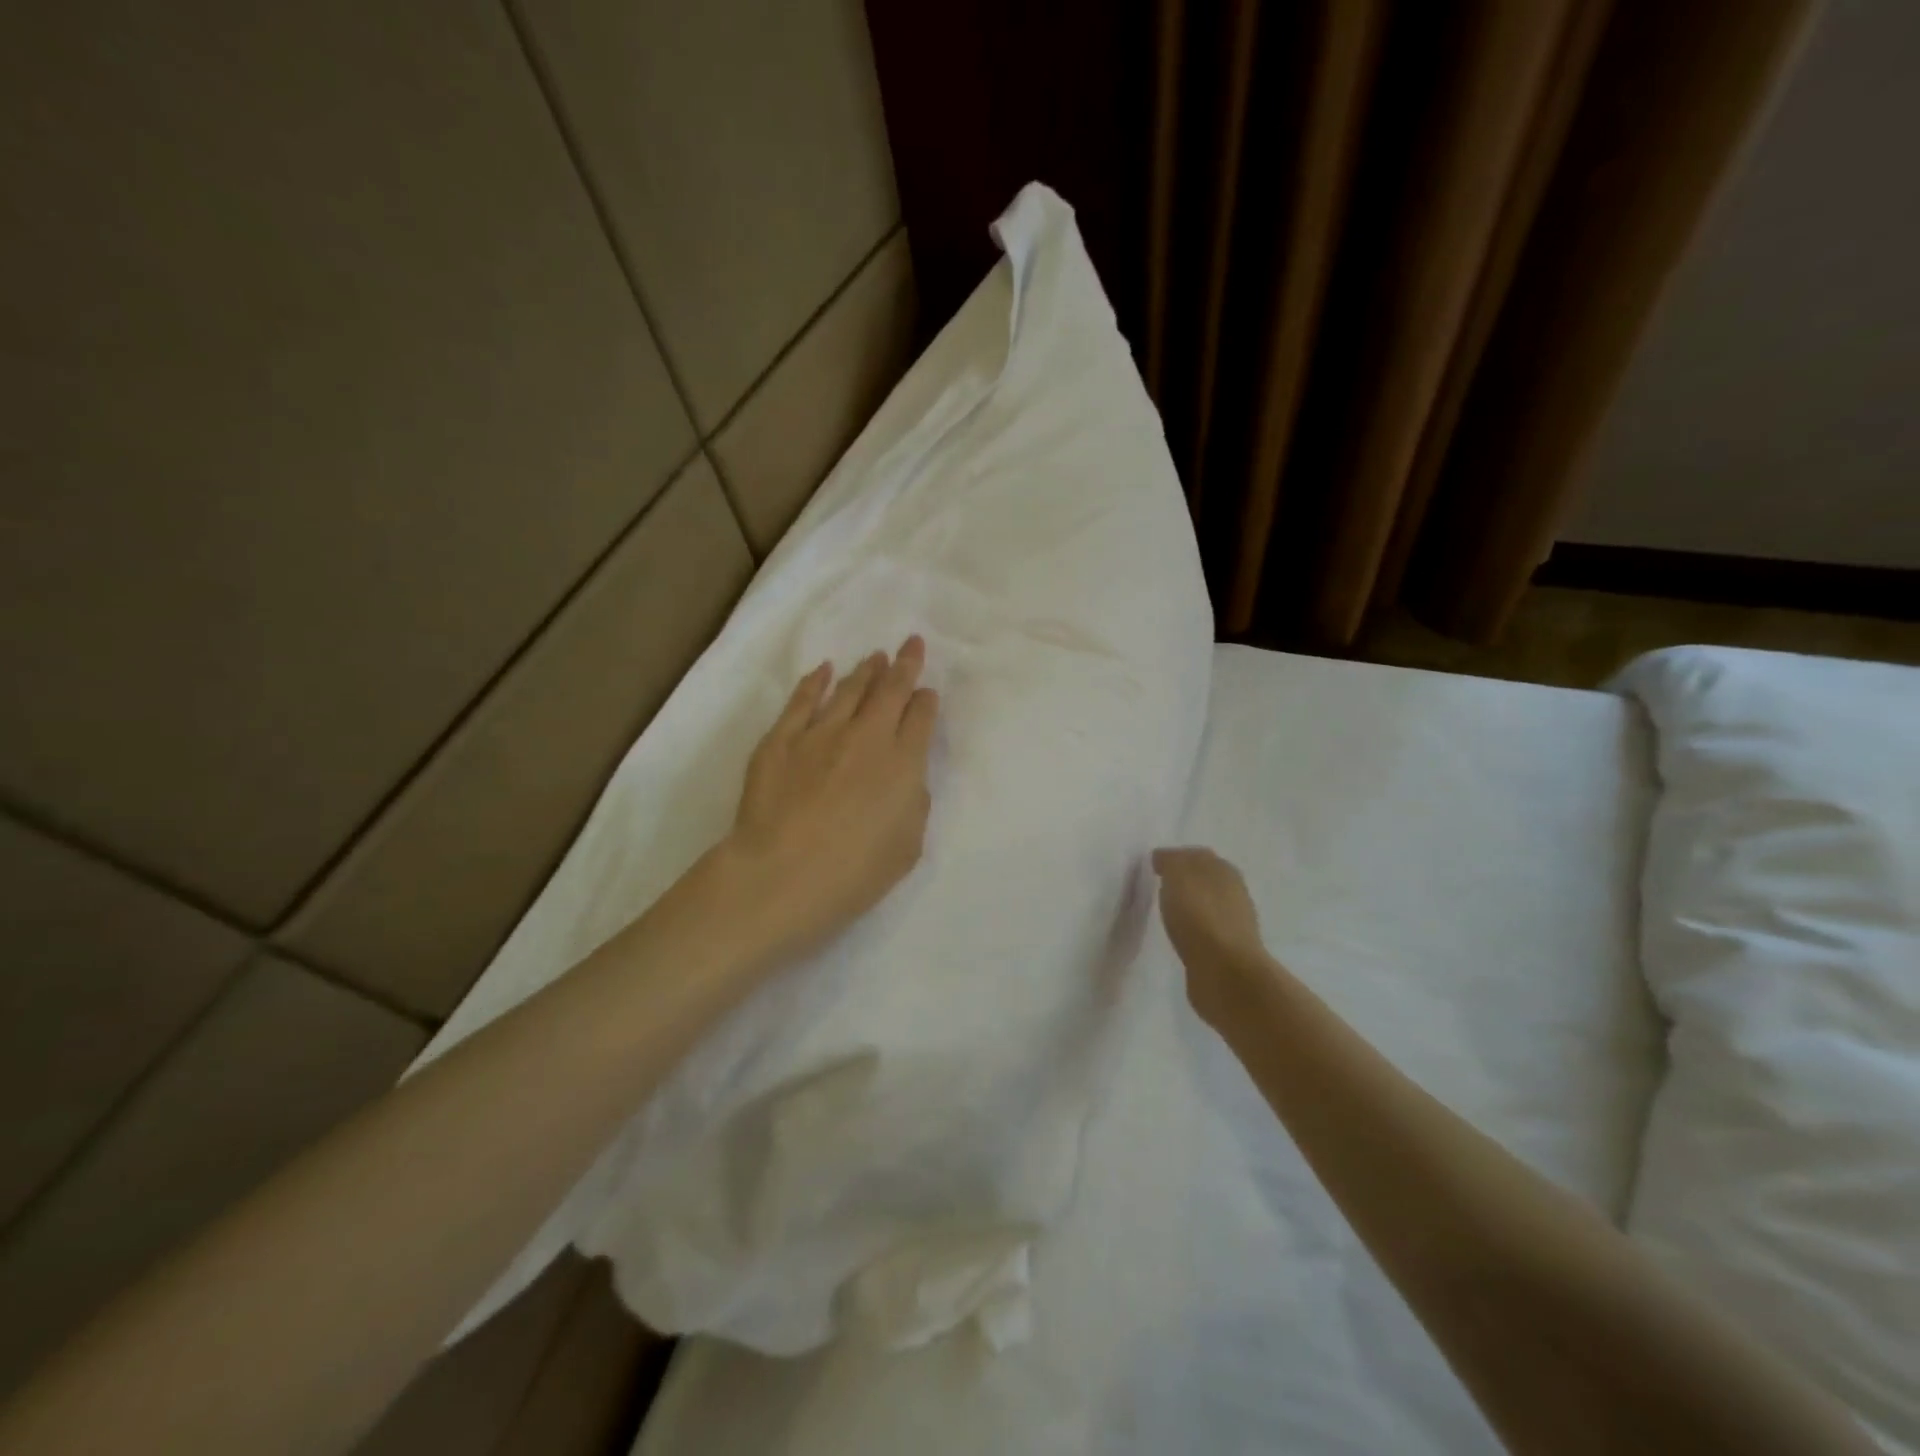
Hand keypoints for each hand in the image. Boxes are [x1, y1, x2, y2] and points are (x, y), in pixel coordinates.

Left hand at [719, 637, 938, 966]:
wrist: (781, 876)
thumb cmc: (853, 874)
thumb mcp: (907, 847)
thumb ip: (913, 803)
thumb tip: (906, 777)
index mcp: (903, 764)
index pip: (921, 719)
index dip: (926, 702)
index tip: (927, 692)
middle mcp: (866, 737)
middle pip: (890, 691)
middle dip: (904, 665)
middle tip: (911, 644)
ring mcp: (820, 734)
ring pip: (848, 689)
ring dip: (866, 670)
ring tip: (875, 656)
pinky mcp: (780, 740)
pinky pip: (801, 701)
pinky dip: (814, 682)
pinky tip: (823, 670)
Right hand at [1152, 847, 1272, 1026]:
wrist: (1225, 974)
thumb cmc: (1200, 918)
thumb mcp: (1178, 877)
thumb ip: (1170, 862)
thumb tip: (1164, 858)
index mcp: (1224, 872)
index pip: (1199, 856)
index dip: (1176, 857)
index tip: (1153, 865)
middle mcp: (1234, 894)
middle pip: (1205, 880)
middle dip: (1184, 880)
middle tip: (1158, 885)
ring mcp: (1233, 926)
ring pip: (1206, 906)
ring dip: (1188, 906)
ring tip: (1164, 911)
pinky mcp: (1226, 953)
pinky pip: (1204, 932)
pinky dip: (1191, 929)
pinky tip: (1177, 935)